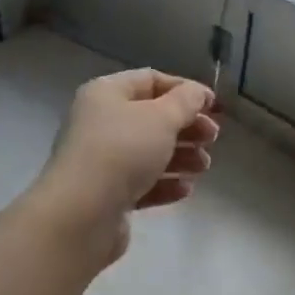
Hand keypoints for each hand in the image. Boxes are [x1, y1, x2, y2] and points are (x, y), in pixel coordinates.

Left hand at [34, 69, 219, 261]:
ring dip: (181, 156)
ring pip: (149, 152)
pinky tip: (185, 190)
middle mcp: (100, 122)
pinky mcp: (106, 194)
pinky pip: (141, 183)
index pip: (150, 80)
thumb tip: (198, 92)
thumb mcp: (161, 118)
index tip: (213, 105)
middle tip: (213, 138)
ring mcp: (101, 160)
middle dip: (186, 126)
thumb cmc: (122, 151)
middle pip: (152, 118)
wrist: (81, 214)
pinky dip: (165, 183)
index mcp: (106, 93)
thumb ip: (186, 102)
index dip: (184, 89)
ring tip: (203, 167)